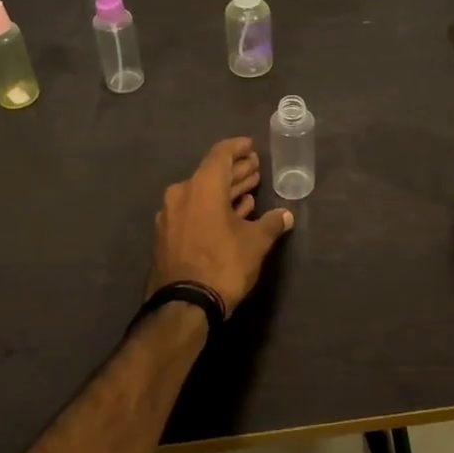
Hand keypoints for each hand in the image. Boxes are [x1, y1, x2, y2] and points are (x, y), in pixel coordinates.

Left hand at [149, 138, 294, 314]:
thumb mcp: (255, 243)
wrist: (183, 306)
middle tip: (255, 168)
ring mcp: (171, 216)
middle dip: (235, 171)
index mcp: (202, 186)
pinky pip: (193, 211)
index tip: (252, 146)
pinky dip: (212, 208)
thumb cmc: (223, 264)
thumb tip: (286, 215)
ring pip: (202, 194)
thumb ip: (271, 224)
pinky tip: (232, 215)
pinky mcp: (167, 236)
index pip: (221, 154)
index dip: (238, 148)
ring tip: (249, 191)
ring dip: (225, 191)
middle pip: (211, 174)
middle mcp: (182, 194)